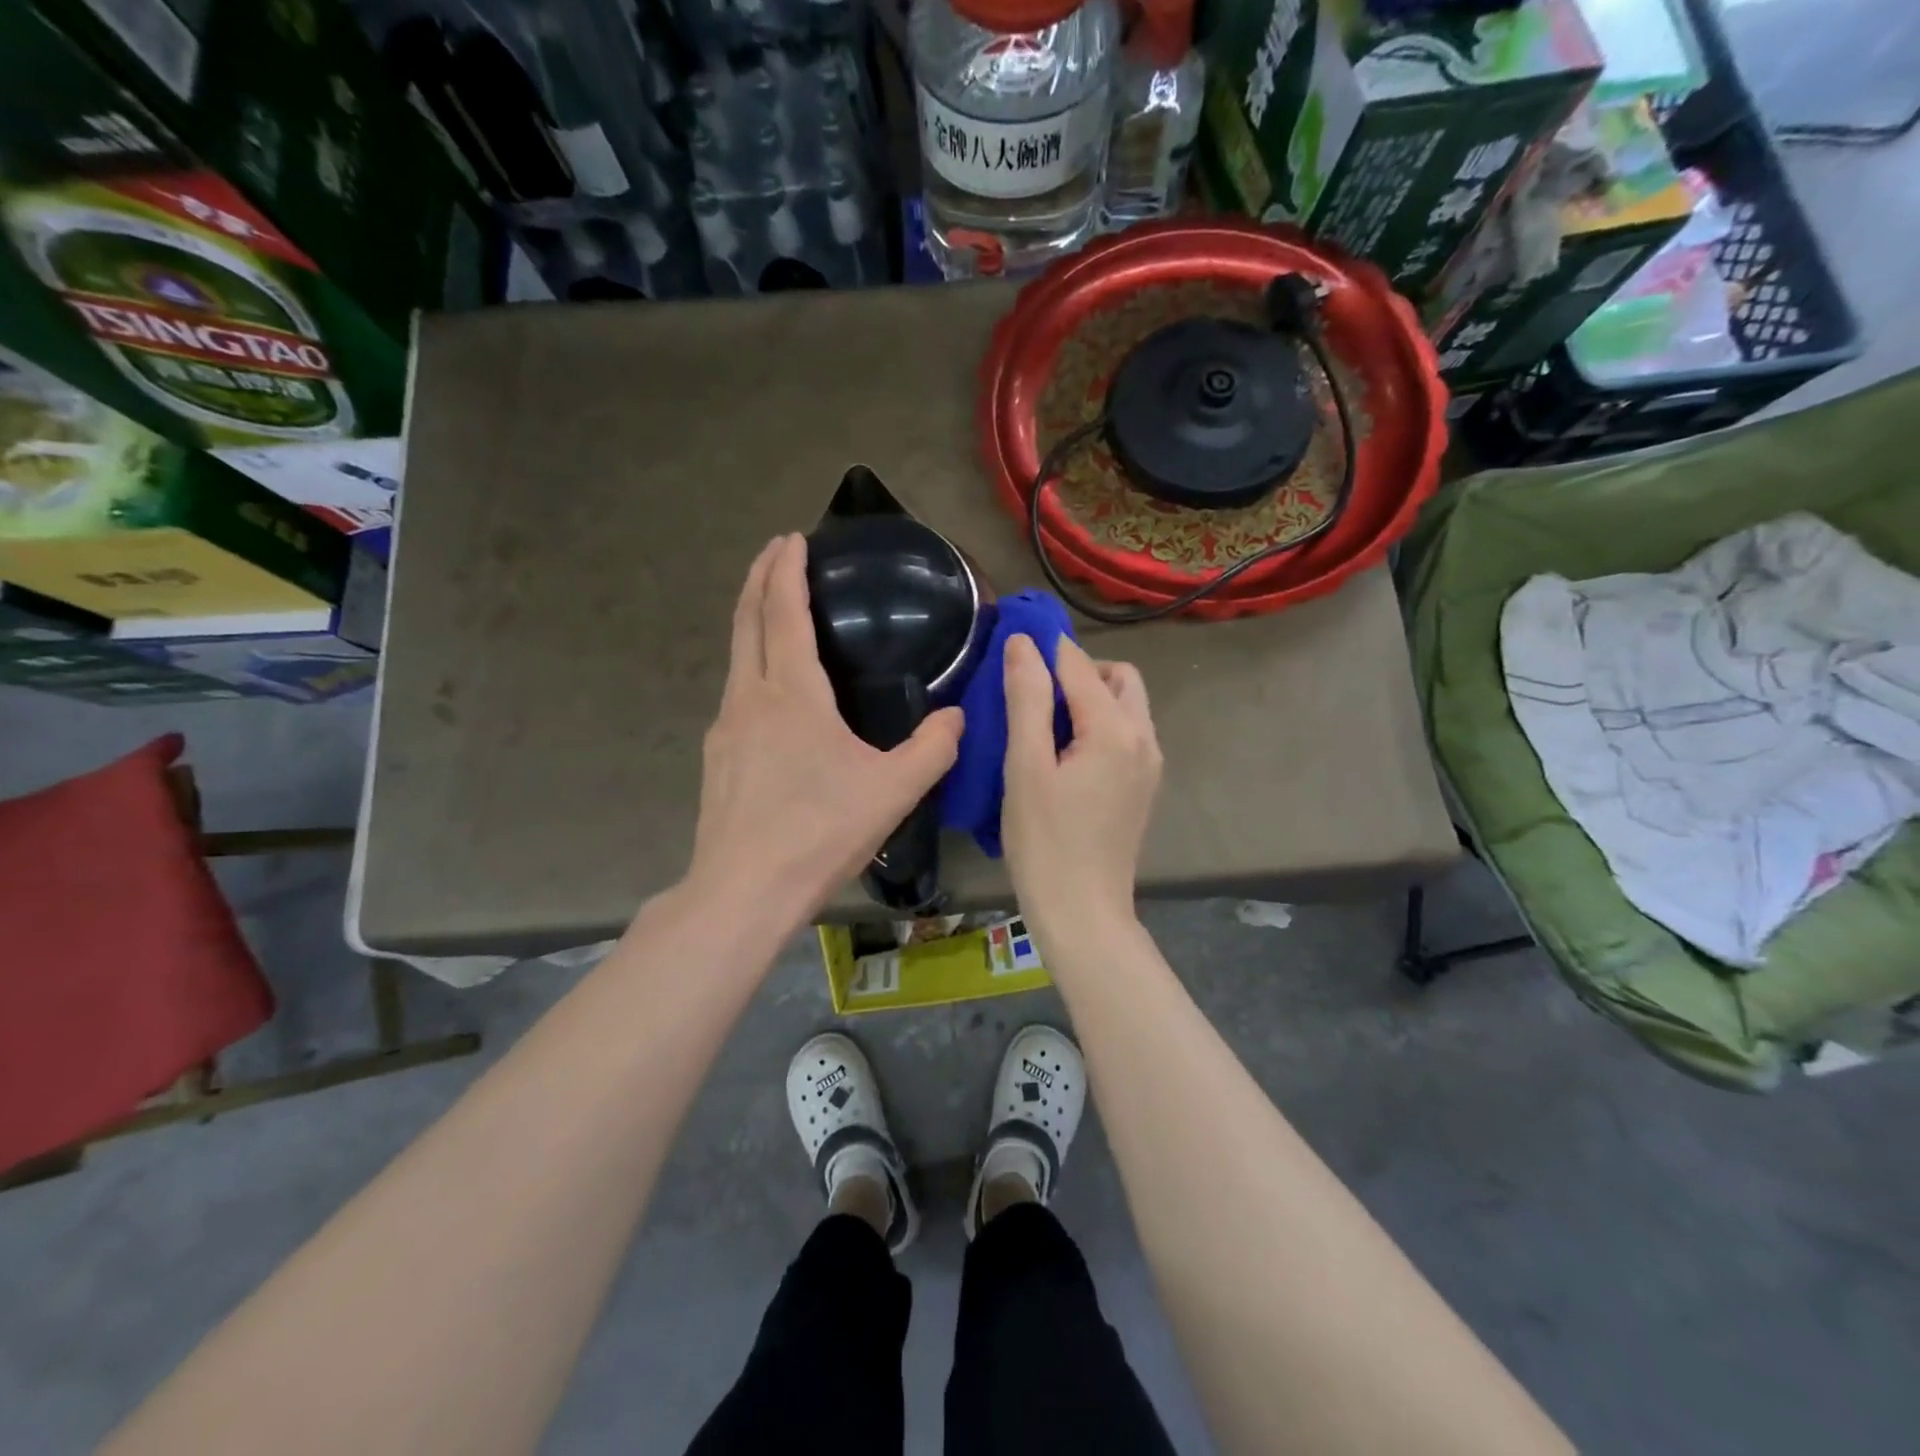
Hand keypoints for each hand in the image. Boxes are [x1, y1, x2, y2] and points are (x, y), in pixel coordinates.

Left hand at [686, 534, 963, 925]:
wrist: (744, 890)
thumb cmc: (820, 832)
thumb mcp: (893, 791)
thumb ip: (933, 749)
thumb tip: (958, 718)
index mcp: (792, 694)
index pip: (784, 614)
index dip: (786, 572)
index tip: (792, 539)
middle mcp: (750, 697)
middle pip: (748, 621)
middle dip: (760, 578)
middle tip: (776, 551)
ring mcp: (726, 727)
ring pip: (737, 657)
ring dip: (752, 621)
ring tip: (773, 611)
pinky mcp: (718, 757)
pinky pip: (735, 693)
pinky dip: (750, 666)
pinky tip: (769, 692)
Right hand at [1001, 634, 1161, 928]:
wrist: (1083, 912)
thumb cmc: (1044, 842)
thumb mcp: (1026, 767)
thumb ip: (1028, 699)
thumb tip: (1024, 644)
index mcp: (1116, 729)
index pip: (1079, 664)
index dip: (1044, 647)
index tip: (1011, 643)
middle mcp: (1144, 737)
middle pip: (1118, 677)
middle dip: (1077, 670)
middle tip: (1032, 692)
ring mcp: (1150, 764)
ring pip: (1126, 705)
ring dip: (1090, 696)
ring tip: (1045, 722)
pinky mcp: (1145, 786)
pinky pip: (1127, 733)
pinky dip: (1100, 723)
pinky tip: (1066, 752)